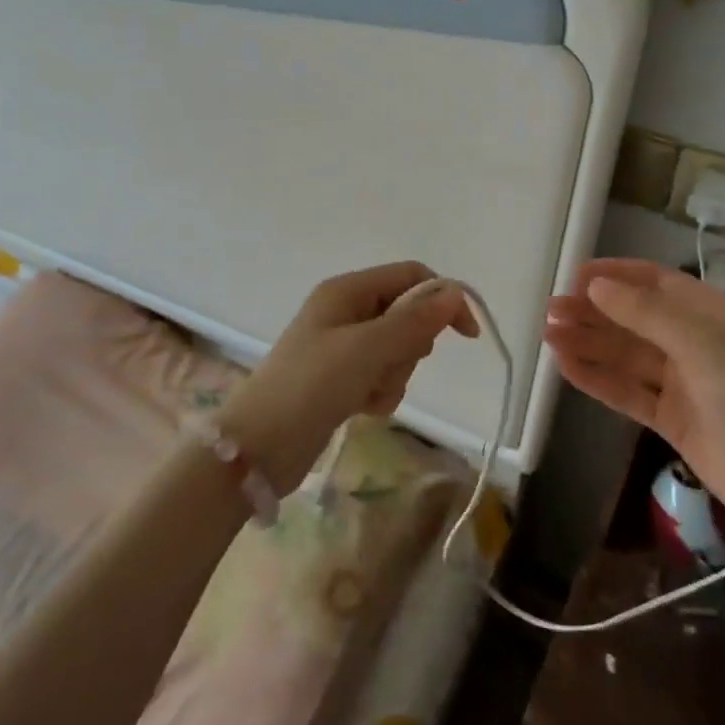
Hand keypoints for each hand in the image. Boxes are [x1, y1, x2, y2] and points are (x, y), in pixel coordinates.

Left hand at [224, 262, 478, 491]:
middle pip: (407, 315)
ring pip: (397, 350)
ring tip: (368, 393)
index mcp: (347, 290)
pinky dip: (381, 391)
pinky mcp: (341, 379)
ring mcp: (342, 347)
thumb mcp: (366, 349)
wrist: (258, 448)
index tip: (466, 335)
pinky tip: (362, 408)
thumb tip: (455, 292)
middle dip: (410, 345)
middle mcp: (346, 311)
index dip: (442, 299)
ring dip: (394, 374)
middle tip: (387, 366)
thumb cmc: (310, 386)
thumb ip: (413, 321)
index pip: (411, 277)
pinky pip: (382, 375)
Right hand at [544, 258, 724, 538]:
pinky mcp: (672, 419)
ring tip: (548, 335)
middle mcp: (696, 342)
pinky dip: (598, 379)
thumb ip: (647, 314)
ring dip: (589, 343)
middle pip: (636, 319)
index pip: (657, 283)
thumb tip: (596, 285)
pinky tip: (566, 368)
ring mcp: (684, 383)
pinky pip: (628, 391)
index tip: (574, 275)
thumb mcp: (703, 345)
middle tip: (550, 310)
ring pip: (627, 355)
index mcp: (712, 315)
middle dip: (594, 311)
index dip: (616, 275)